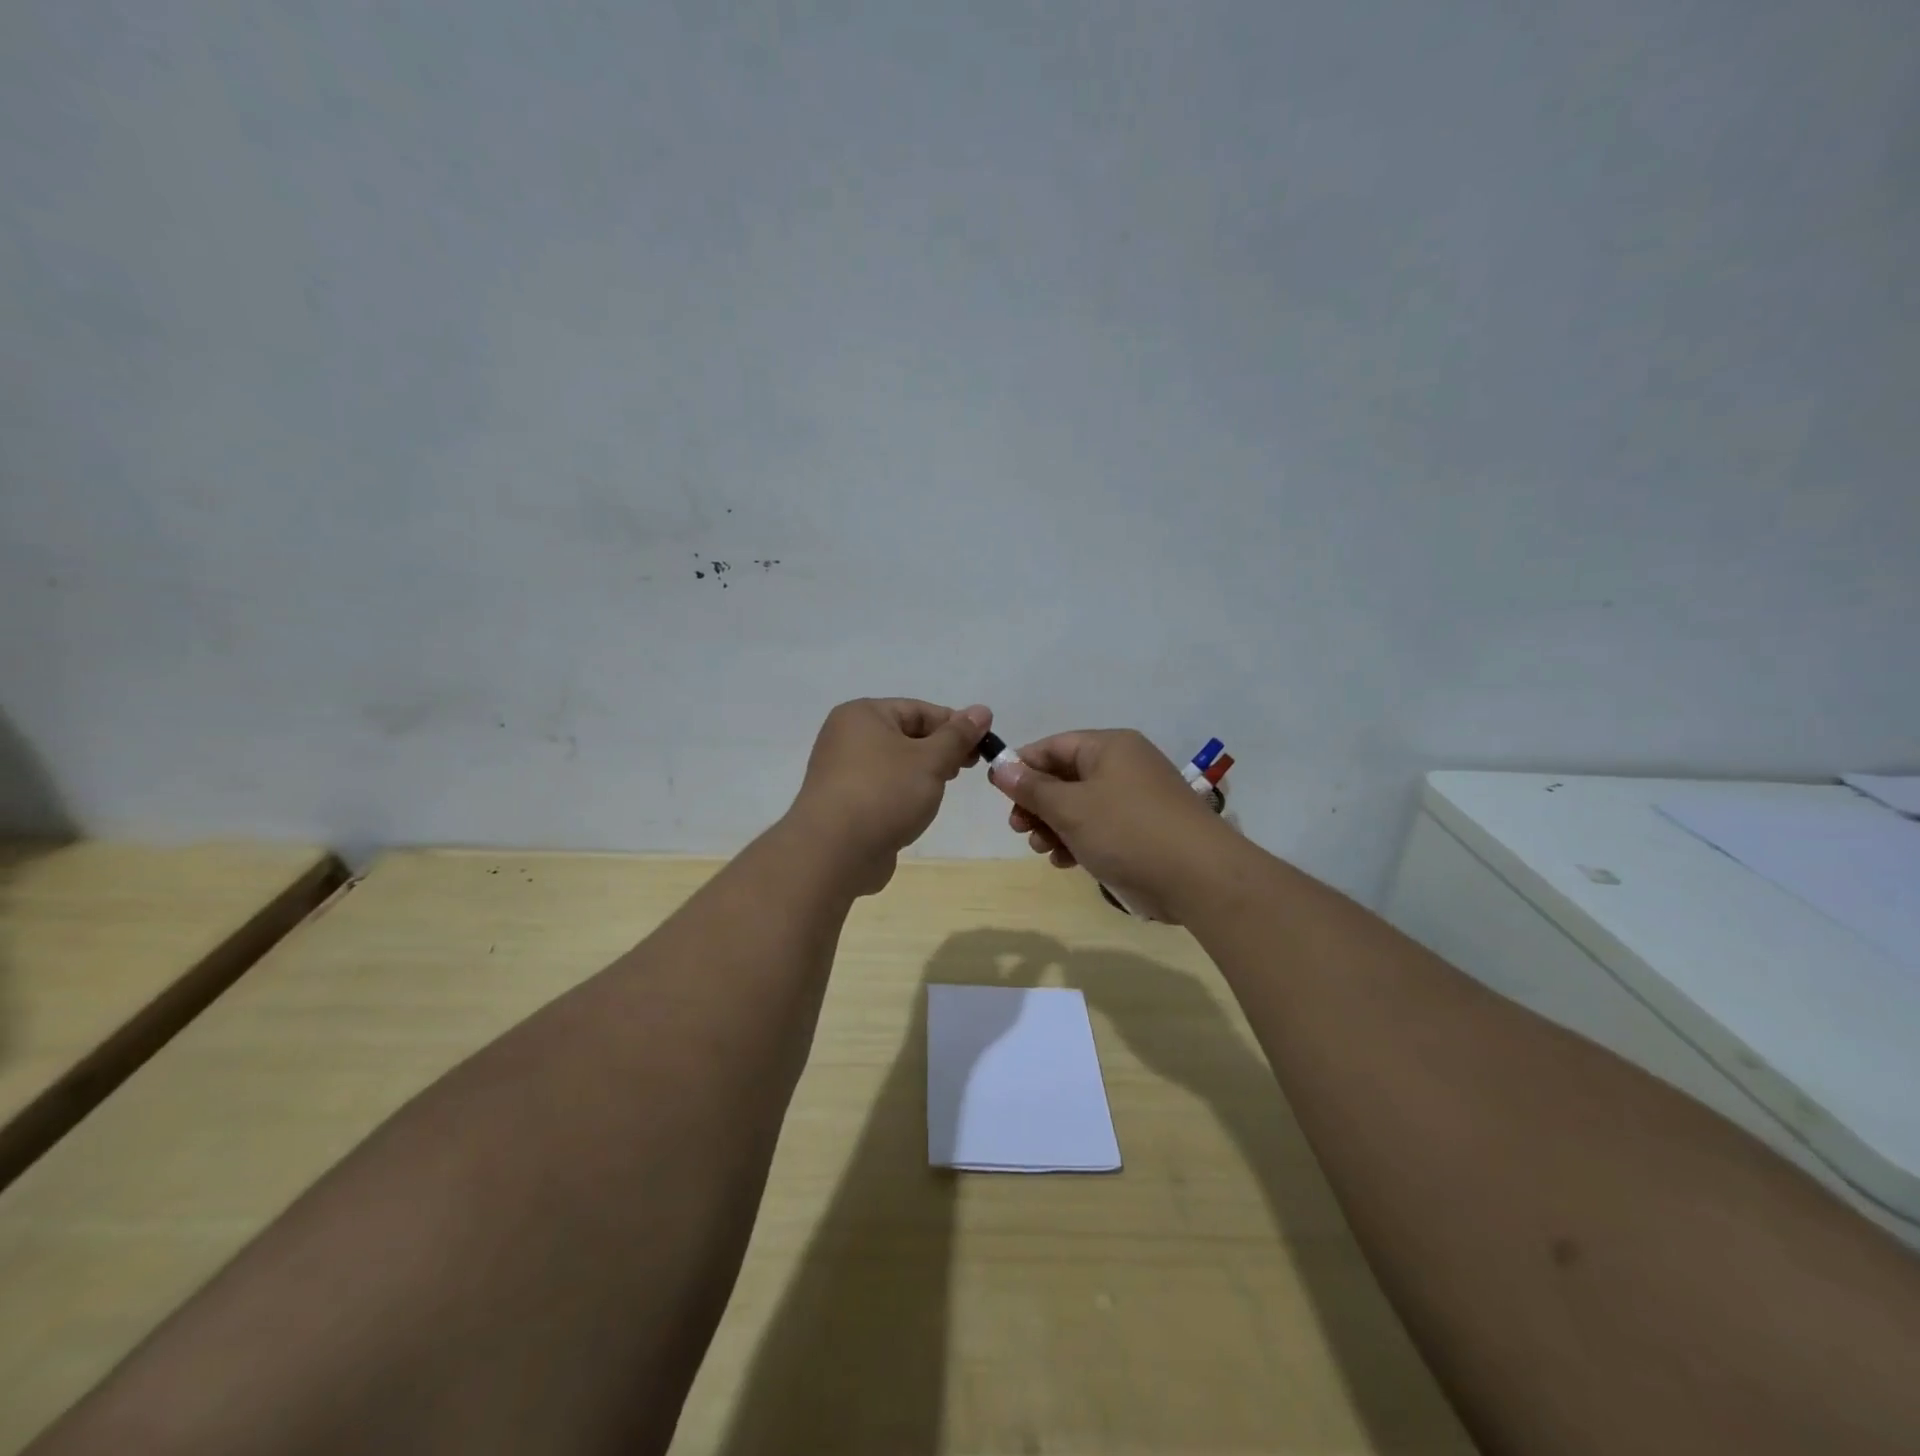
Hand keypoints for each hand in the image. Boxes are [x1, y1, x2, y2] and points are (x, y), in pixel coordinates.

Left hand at [788, 698, 992, 894]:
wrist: (834, 852)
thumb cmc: (885, 793)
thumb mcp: (931, 760)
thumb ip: (958, 736)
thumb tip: (982, 710)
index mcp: (863, 714)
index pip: (919, 709)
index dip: (954, 725)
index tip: (983, 746)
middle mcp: (846, 736)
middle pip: (905, 734)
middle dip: (939, 750)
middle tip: (967, 768)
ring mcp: (840, 771)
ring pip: (893, 763)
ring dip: (921, 774)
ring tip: (941, 790)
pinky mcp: (842, 802)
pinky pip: (880, 788)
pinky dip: (901, 794)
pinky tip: (916, 810)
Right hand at [990, 730, 1235, 922]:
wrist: (1199, 877)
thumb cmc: (1127, 831)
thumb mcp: (1070, 808)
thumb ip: (1032, 788)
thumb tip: (1000, 767)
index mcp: (1109, 747)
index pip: (1053, 746)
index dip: (1023, 766)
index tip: (999, 793)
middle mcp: (1124, 766)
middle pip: (1065, 777)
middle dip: (1037, 803)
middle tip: (1019, 828)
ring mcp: (1136, 799)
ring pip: (1081, 806)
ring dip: (1055, 826)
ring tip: (1042, 849)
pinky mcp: (1143, 830)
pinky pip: (1100, 827)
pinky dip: (1079, 840)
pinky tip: (1065, 861)